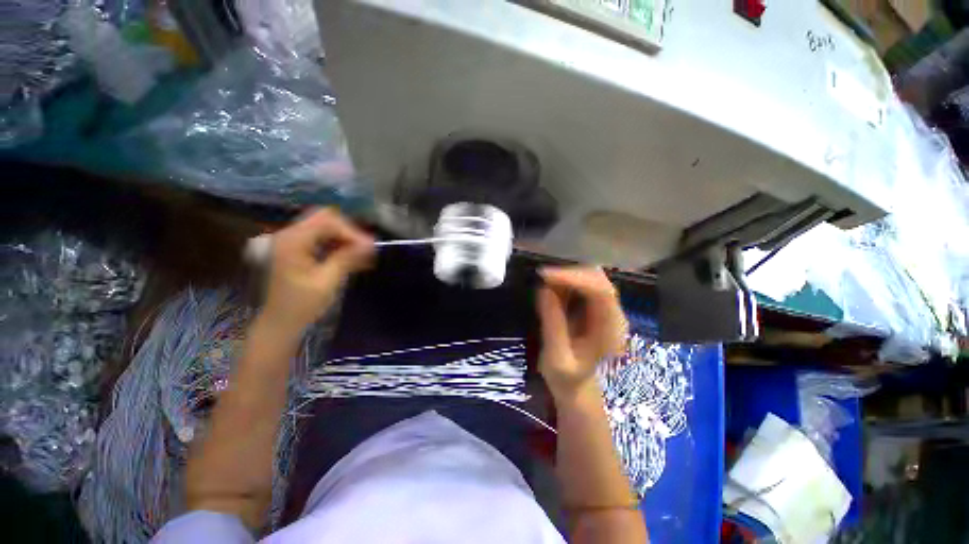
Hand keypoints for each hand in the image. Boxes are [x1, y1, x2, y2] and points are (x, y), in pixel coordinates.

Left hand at [262, 208, 373, 335]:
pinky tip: (352, 257)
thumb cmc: (301, 305)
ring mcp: (293, 241)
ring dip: (345, 238)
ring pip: (325, 227)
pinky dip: (338, 244)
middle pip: (325, 219)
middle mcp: (290, 234)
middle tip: (366, 249)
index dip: (351, 232)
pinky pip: (322, 238)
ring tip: (363, 254)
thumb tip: (370, 244)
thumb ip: (347, 258)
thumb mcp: (327, 281)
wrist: (280, 323)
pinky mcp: (298, 249)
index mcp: (292, 241)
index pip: (327, 221)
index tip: (369, 248)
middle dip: (349, 232)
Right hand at [536, 267, 625, 399]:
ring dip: (566, 275)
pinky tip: (551, 286)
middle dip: (569, 273)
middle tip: (542, 276)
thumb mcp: (556, 358)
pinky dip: (565, 280)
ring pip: (590, 276)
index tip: (547, 275)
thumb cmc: (566, 377)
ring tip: (544, 282)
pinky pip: (581, 283)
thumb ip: (553, 325)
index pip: (602, 293)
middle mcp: (614, 315)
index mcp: (611, 332)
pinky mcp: (593, 305)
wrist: (574, 384)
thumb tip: (544, 289)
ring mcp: (605, 308)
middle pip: (598, 279)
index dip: (576, 278)